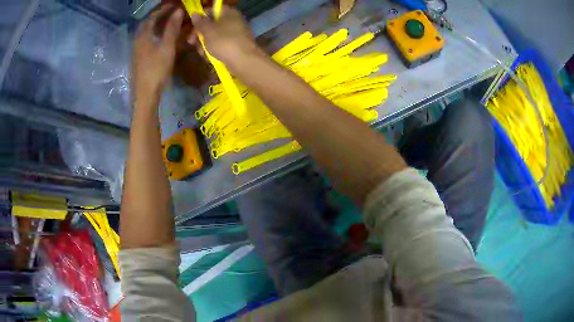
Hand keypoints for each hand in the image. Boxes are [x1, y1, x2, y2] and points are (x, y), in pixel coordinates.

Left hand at [131, 5, 183, 100]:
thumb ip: (172, 28)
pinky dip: (154, 35)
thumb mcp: (167, 47)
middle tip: (171, 13)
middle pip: (147, 24)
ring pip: (146, 33)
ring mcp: (136, 50)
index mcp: (143, 36)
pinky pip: (146, 40)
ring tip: (167, 24)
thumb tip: (178, 11)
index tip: (174, 5)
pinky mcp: (137, 59)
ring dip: (156, 26)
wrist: (144, 94)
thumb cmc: (156, 69)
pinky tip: (160, 39)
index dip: (163, 9)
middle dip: (159, 16)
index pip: (152, 17)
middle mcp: (137, 41)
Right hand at [189, 6, 264, 72]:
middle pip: (212, 24)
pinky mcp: (236, 46)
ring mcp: (236, 34)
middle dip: (200, 34)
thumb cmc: (224, 42)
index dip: (201, 17)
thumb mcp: (208, 31)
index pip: (212, 10)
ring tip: (201, 53)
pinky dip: (213, 50)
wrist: (244, 61)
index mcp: (229, 13)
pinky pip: (221, 45)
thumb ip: (200, 22)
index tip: (192, 26)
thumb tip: (195, 13)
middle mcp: (234, 21)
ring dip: (205, 44)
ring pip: (215, 36)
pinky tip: (208, 58)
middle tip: (191, 42)